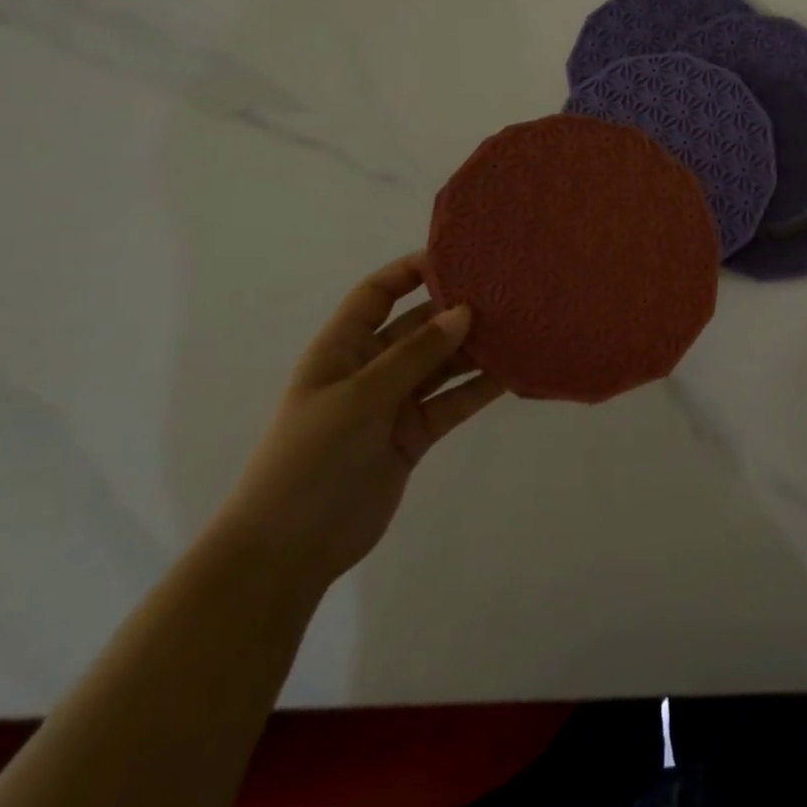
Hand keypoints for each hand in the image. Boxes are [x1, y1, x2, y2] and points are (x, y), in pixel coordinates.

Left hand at [210, 255, 503, 596]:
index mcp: (341, 349)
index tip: (457, 256)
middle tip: (505, 293)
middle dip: (454, 310)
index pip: (376, 294)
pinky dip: (478, 389)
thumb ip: (414, 355)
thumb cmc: (310, 458)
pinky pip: (451, 402)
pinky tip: (512, 373)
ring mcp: (393, 404)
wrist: (288, 551)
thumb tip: (463, 311)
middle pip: (417, 327)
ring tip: (519, 328)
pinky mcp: (413, 436)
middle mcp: (370, 369)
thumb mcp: (360, 397)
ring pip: (441, 365)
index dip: (410, 271)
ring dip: (474, 349)